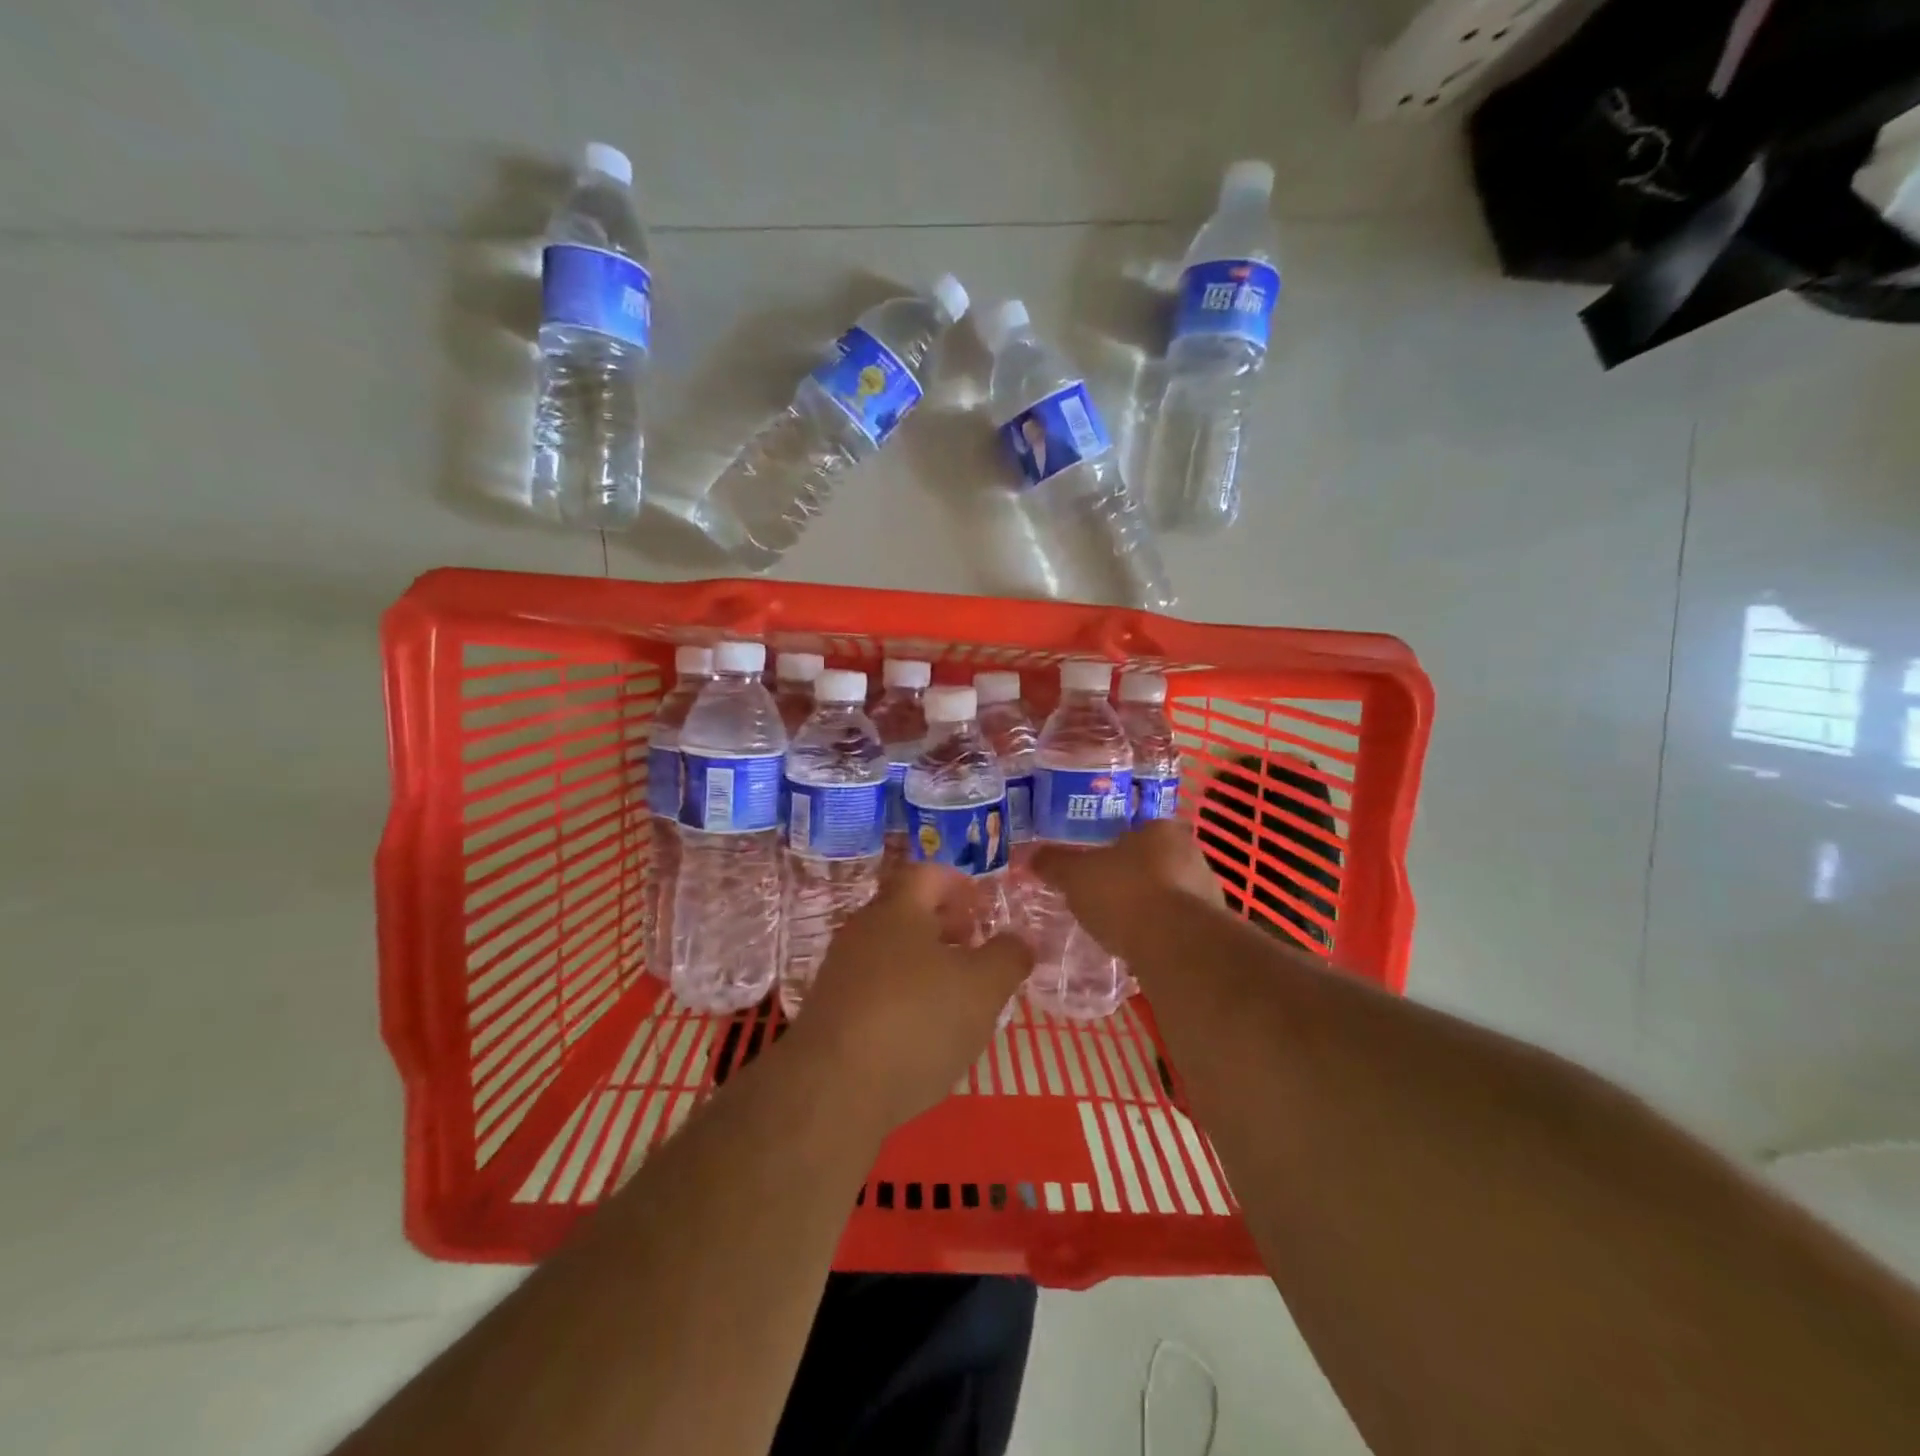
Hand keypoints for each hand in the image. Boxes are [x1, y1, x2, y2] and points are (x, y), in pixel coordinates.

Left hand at [785, 865, 1033, 1130]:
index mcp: (898, 910)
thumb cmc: (916, 1021)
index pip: (928, 874)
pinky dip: (903, 998)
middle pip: (907, 913)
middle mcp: (863, 930)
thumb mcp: (983, 988)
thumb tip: (1020, 939)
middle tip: (977, 954)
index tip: (984, 912)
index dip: (960, 886)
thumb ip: (1008, 957)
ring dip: (926, 966)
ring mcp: (841, 972)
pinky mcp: (830, 1013)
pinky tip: (922, 1034)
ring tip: (957, 998)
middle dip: (946, 928)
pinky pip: (875, 989)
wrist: (831, 1091)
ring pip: (891, 953)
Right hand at [1030, 820, 1223, 958]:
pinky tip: (1140, 947)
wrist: (1176, 947)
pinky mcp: (1212, 928)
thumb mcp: (1075, 876)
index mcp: (1161, 829)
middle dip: (1133, 876)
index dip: (1115, 845)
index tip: (1097, 864)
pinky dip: (1161, 933)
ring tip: (1120, 925)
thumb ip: (1054, 864)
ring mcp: (1207, 891)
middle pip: (1155, 860)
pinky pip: (1179, 925)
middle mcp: (1191, 852)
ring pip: (1170, 893)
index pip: (1137, 829)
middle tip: (1104, 894)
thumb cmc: (1124, 894)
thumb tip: (1031, 856)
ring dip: (1150, 906)